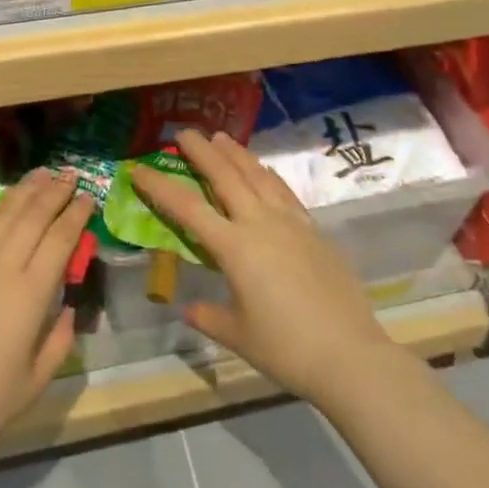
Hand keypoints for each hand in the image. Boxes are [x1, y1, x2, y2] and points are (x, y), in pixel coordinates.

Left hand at [0, 168, 90, 467]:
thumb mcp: (36, 380)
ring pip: (2, 215)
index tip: (89, 196)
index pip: (61, 239)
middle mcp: (3, 268)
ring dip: (24, 190)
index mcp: (31, 294)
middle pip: (33, 217)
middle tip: (70, 174)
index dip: (77, 214)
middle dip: (55, 191)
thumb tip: (69, 309)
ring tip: (40, 172)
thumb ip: (59, 341)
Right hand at [132, 129, 396, 408]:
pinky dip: (268, 174)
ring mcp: (290, 223)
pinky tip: (263, 169)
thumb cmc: (286, 348)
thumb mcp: (238, 336)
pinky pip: (284, 191)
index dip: (159, 187)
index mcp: (235, 248)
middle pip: (225, 176)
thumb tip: (189, 309)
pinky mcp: (313, 230)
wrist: (349, 354)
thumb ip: (210, 316)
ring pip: (258, 176)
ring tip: (221, 137)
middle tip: (185, 133)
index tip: (138, 169)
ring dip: (236, 154)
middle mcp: (260, 224)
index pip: (188, 208)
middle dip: (202, 152)